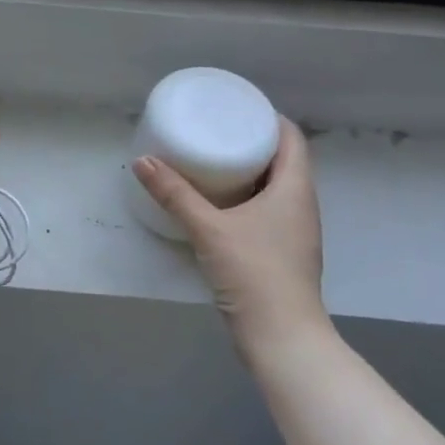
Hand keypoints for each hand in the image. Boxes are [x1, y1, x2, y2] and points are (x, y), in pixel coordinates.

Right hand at [132, 119, 328, 347]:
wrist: (282, 337)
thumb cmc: (254, 273)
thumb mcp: (208, 229)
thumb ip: (175, 194)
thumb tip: (143, 161)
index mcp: (294, 189)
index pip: (292, 138)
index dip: (267, 117)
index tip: (236, 107)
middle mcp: (301, 204)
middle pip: (283, 160)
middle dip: (252, 142)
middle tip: (215, 129)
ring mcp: (295, 231)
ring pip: (275, 187)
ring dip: (248, 171)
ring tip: (212, 160)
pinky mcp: (282, 252)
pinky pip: (267, 209)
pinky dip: (246, 197)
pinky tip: (218, 203)